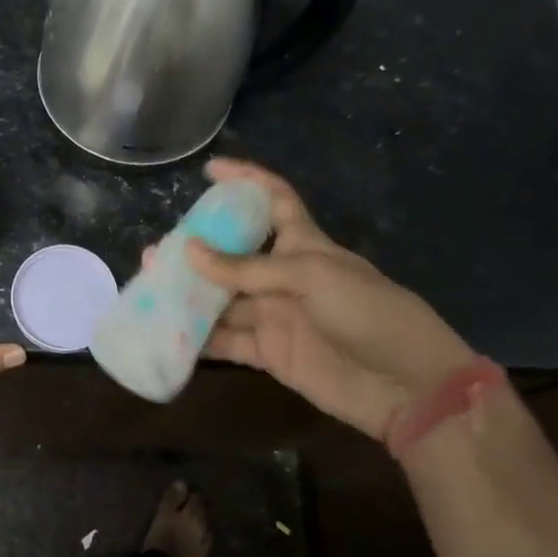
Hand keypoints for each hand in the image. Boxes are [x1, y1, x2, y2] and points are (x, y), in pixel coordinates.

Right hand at [181, 159, 476, 439]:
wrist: (407, 385)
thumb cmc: (367, 312)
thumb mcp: (310, 276)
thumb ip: (246, 268)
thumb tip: (188, 251)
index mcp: (303, 243)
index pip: (273, 199)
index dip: (245, 180)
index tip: (209, 170)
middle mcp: (284, 275)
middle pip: (233, 255)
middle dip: (197, 250)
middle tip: (158, 251)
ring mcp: (275, 315)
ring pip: (223, 299)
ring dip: (189, 294)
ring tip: (150, 287)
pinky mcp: (270, 353)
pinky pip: (227, 341)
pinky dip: (199, 339)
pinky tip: (168, 333)